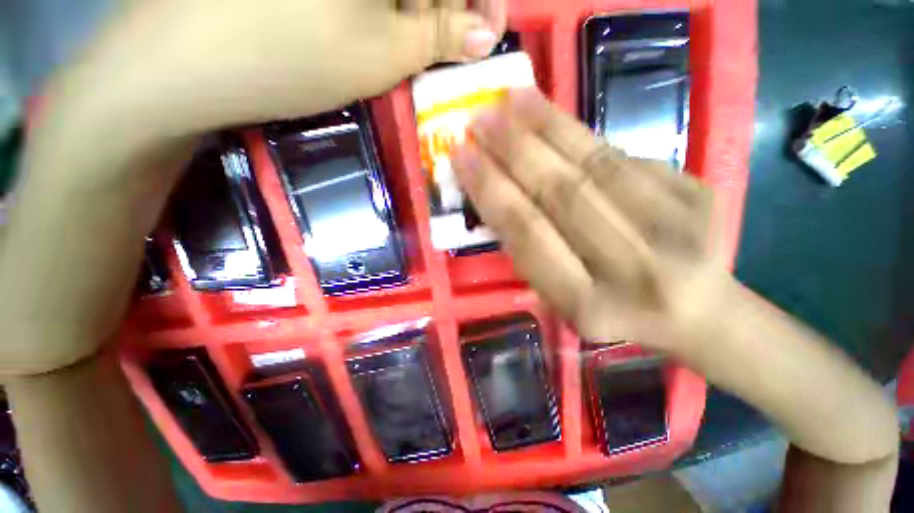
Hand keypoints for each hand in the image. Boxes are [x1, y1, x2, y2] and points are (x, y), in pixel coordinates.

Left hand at [44, 0, 506, 161]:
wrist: (183, 60)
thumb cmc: (287, 57)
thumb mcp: (380, 56)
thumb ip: (439, 38)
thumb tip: (486, 35)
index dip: (481, 0)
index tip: (489, 33)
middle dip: (449, 6)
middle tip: (456, 45)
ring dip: (418, 6)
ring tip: (418, 40)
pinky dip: (385, 3)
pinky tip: (381, 23)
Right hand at [451, 88, 727, 350]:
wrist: (699, 314)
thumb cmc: (615, 312)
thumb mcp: (562, 302)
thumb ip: (532, 253)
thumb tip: (498, 195)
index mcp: (590, 306)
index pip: (528, 234)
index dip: (491, 191)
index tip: (462, 156)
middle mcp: (633, 269)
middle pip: (562, 194)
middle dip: (515, 152)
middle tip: (482, 118)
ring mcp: (676, 228)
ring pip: (597, 165)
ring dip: (549, 127)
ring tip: (514, 100)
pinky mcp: (699, 195)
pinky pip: (625, 157)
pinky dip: (583, 137)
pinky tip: (554, 119)